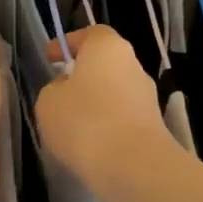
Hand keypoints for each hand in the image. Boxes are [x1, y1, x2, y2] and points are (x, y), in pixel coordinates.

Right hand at [35, 26, 170, 191]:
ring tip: (72, 126)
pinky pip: (122, 119)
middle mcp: (133, 66)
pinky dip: (107, 127)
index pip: (91, 34)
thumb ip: (55, 88)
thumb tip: (68, 90)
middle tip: (60, 92)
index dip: (69, 43)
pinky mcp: (153, 127)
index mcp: (108, 47)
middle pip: (105, 64)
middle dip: (83, 76)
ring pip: (115, 93)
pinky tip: (90, 146)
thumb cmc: (84, 122)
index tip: (51, 58)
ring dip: (95, 104)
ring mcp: (147, 97)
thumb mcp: (48, 101)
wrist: (133, 167)